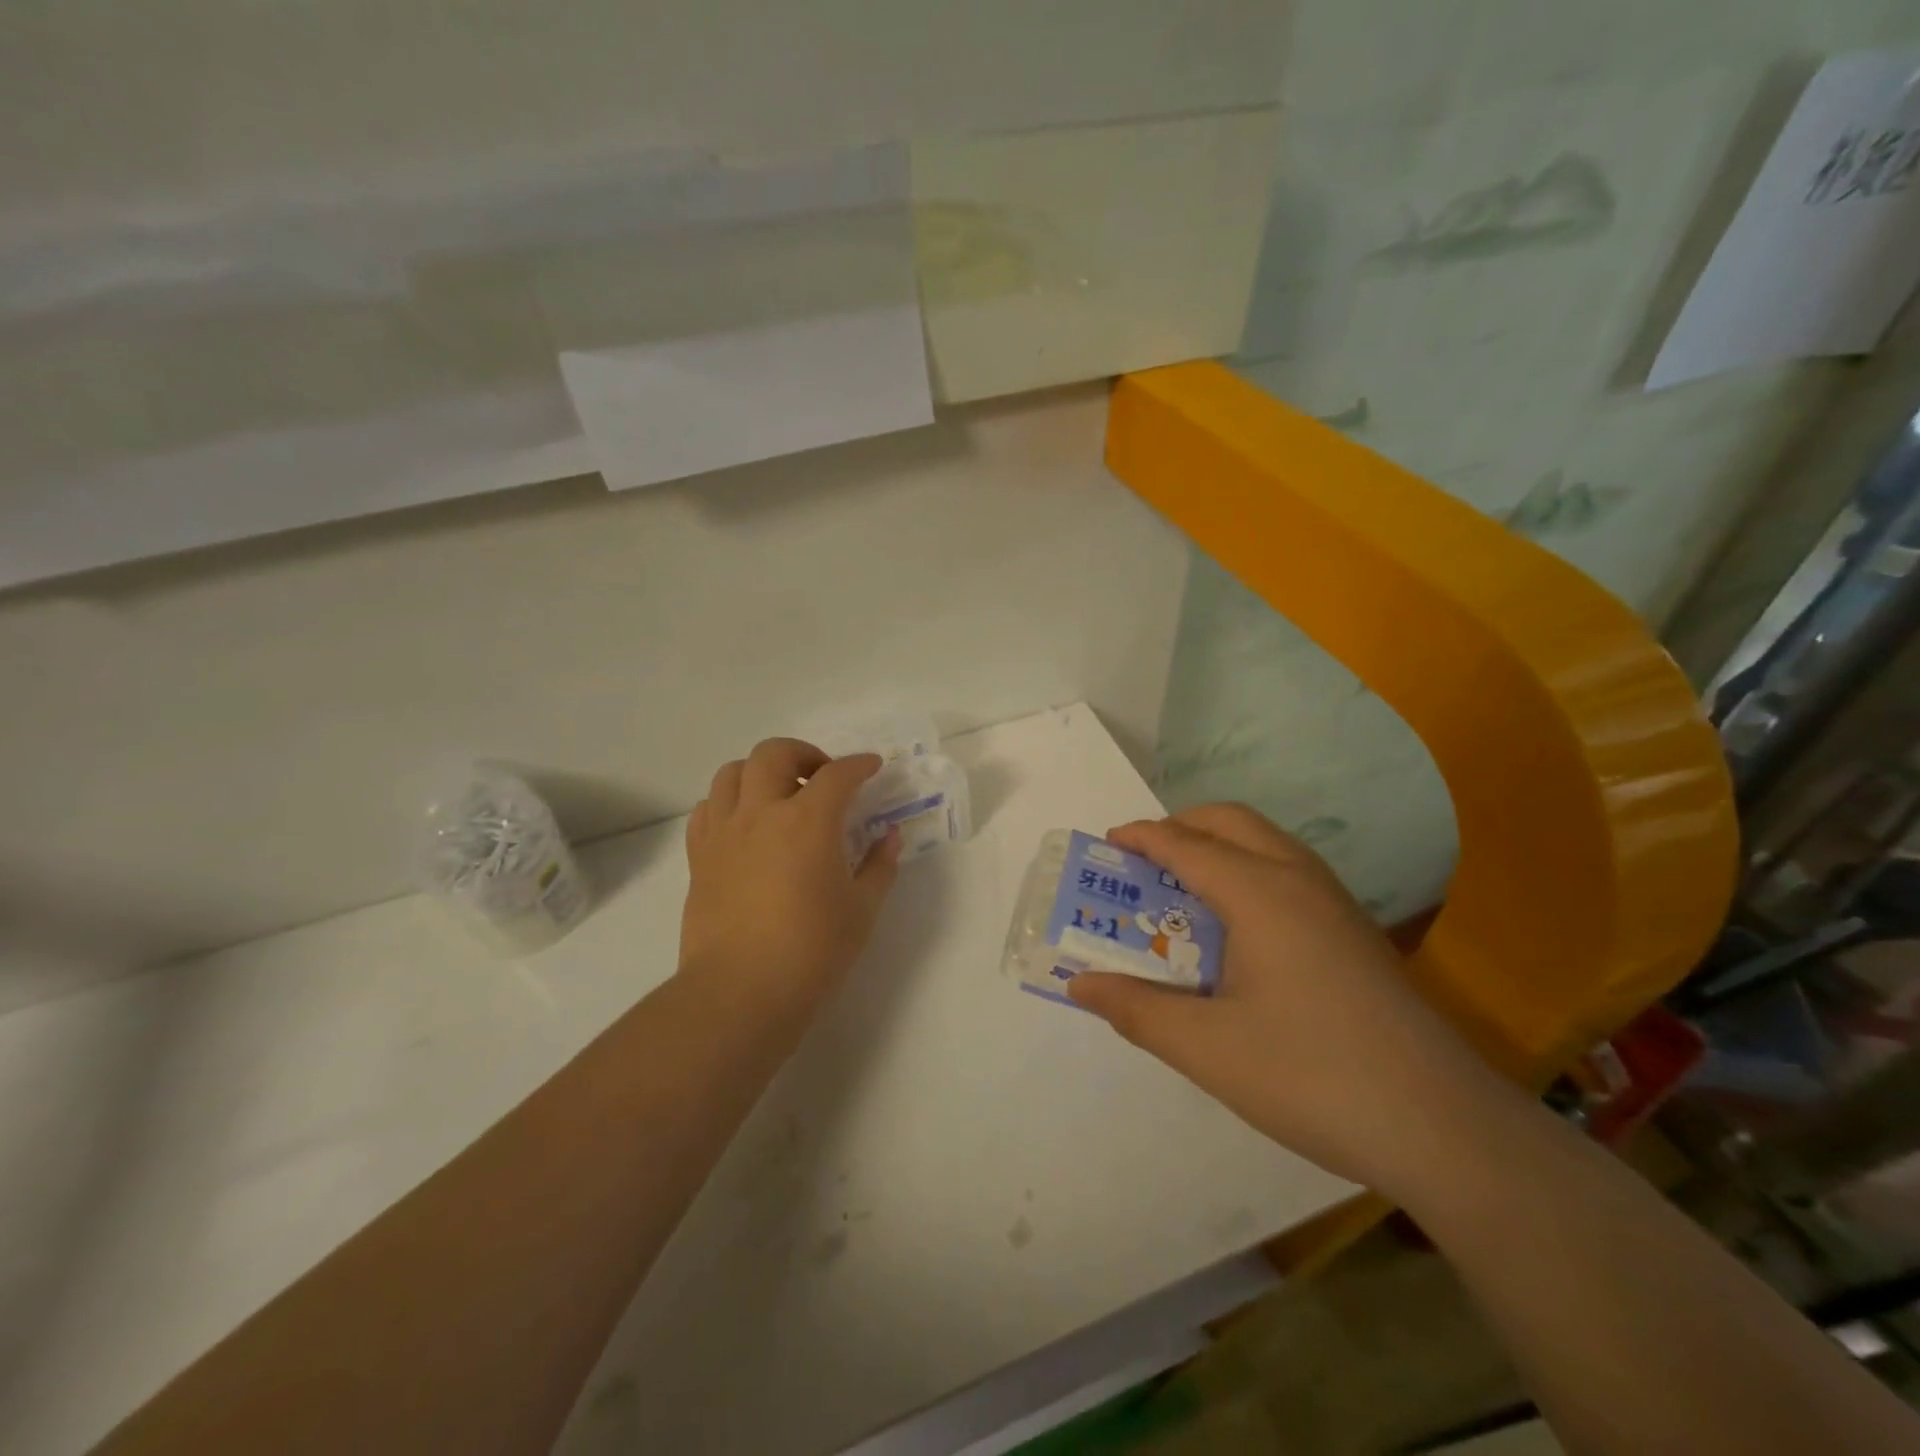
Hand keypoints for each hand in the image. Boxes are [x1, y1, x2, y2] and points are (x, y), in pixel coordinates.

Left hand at [680, 739, 900, 1026]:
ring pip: (732, 772)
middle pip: (774, 753)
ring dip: (760, 771)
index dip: (859, 765)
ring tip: (778, 794)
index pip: (838, 774)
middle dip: (803, 753)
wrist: (741, 991)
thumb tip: (889, 837)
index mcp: (808, 821)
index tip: (872, 767)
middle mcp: (762, 812)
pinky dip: (728, 802)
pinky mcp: (700, 856)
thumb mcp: (862, 909)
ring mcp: (724, 832)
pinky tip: (745, 824)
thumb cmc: (812, 950)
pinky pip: (707, 808)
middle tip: (821, 777)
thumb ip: (880, 866)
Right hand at [1067, 805, 1499, 1195]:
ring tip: (1182, 893)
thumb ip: (1137, 1009)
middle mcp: (1298, 879)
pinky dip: (1247, 872)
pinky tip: (1238, 932)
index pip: (1184, 843)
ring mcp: (1335, 903)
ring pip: (1265, 843)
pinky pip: (1288, 872)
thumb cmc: (1312, 1076)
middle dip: (1179, 828)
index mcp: (1259, 892)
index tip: (1104, 846)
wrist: (1445, 1127)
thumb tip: (1079, 983)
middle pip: (1229, 822)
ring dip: (1216, 848)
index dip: (1139, 838)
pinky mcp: (1355, 932)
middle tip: (1142, 865)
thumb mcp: (1207, 1048)